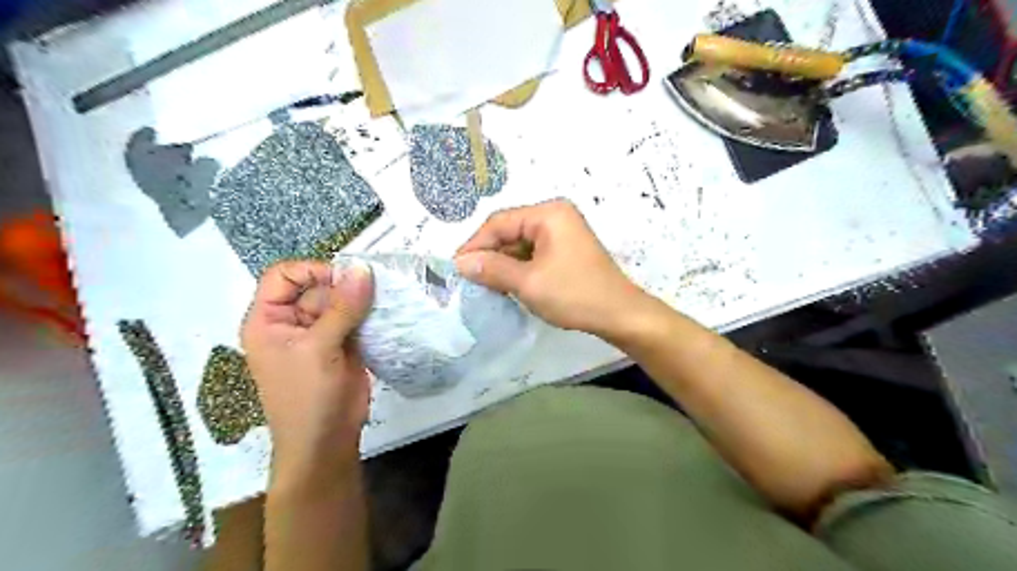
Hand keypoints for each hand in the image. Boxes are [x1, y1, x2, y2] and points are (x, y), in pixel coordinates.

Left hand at [242, 261, 372, 475]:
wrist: (327, 442)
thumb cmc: (308, 398)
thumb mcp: (318, 349)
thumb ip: (342, 308)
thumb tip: (364, 269)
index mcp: (269, 320)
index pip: (284, 276)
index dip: (312, 272)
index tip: (345, 280)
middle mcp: (292, 322)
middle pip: (317, 287)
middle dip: (344, 289)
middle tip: (371, 296)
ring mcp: (320, 333)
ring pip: (341, 301)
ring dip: (361, 301)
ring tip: (382, 304)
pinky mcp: (343, 344)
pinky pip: (357, 318)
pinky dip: (370, 315)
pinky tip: (385, 315)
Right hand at [457, 199, 645, 336]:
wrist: (619, 314)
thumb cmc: (574, 294)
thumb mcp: (528, 282)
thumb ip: (492, 269)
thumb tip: (460, 262)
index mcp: (548, 213)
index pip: (500, 222)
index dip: (475, 244)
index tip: (457, 268)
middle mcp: (556, 215)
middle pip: (510, 231)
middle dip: (490, 255)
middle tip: (469, 279)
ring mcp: (563, 232)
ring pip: (521, 244)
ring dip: (504, 263)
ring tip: (486, 284)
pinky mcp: (567, 250)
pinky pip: (534, 253)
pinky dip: (519, 268)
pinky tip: (508, 284)